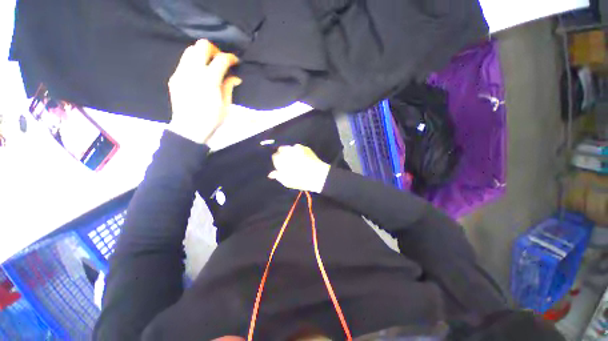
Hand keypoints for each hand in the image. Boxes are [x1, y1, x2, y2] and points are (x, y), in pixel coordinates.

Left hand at [168, 39, 240, 143]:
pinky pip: (184, 62)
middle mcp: (194, 71)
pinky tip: (199, 75)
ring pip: (190, 50)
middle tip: (220, 60)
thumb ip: (229, 87)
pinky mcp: (174, 77)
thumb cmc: (212, 119)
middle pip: (202, 46)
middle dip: (214, 50)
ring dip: (202, 54)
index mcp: (209, 80)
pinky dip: (193, 63)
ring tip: (209, 66)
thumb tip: (235, 78)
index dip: (230, 57)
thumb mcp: (226, 105)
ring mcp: (181, 73)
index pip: (221, 59)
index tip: (235, 61)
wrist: (189, 128)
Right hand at [268, 144, 330, 192]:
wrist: (316, 175)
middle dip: (283, 154)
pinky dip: (298, 151)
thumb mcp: (286, 181)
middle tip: (288, 162)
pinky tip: (302, 158)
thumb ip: (278, 176)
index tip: (281, 166)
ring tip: (296, 159)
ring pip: (290, 147)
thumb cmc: (299, 180)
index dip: (277, 161)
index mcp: (280, 159)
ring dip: (290, 152)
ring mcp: (296, 147)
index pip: (274, 157)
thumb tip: (271, 174)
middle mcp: (286, 151)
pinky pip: (298, 147)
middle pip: (281, 149)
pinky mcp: (304, 147)